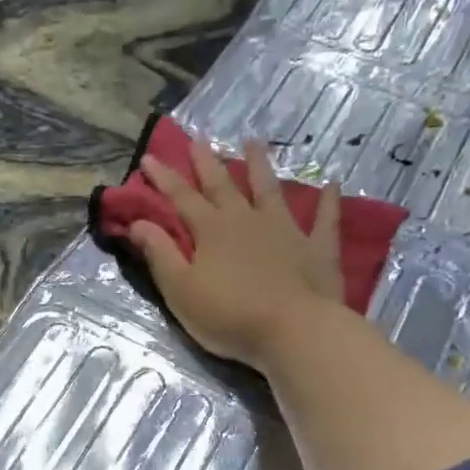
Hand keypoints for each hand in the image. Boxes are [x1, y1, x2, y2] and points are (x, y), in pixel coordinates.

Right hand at [131, 139, 342, 370]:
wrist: (293, 331)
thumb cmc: (229, 315)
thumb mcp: (181, 290)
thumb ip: (160, 254)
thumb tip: (137, 222)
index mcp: (211, 231)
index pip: (181, 198)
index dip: (164, 178)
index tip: (149, 157)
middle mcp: (247, 220)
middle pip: (223, 186)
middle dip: (207, 163)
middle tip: (198, 138)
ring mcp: (286, 230)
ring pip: (269, 190)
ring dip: (260, 166)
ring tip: (253, 142)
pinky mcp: (318, 248)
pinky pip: (324, 219)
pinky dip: (328, 201)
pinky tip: (332, 184)